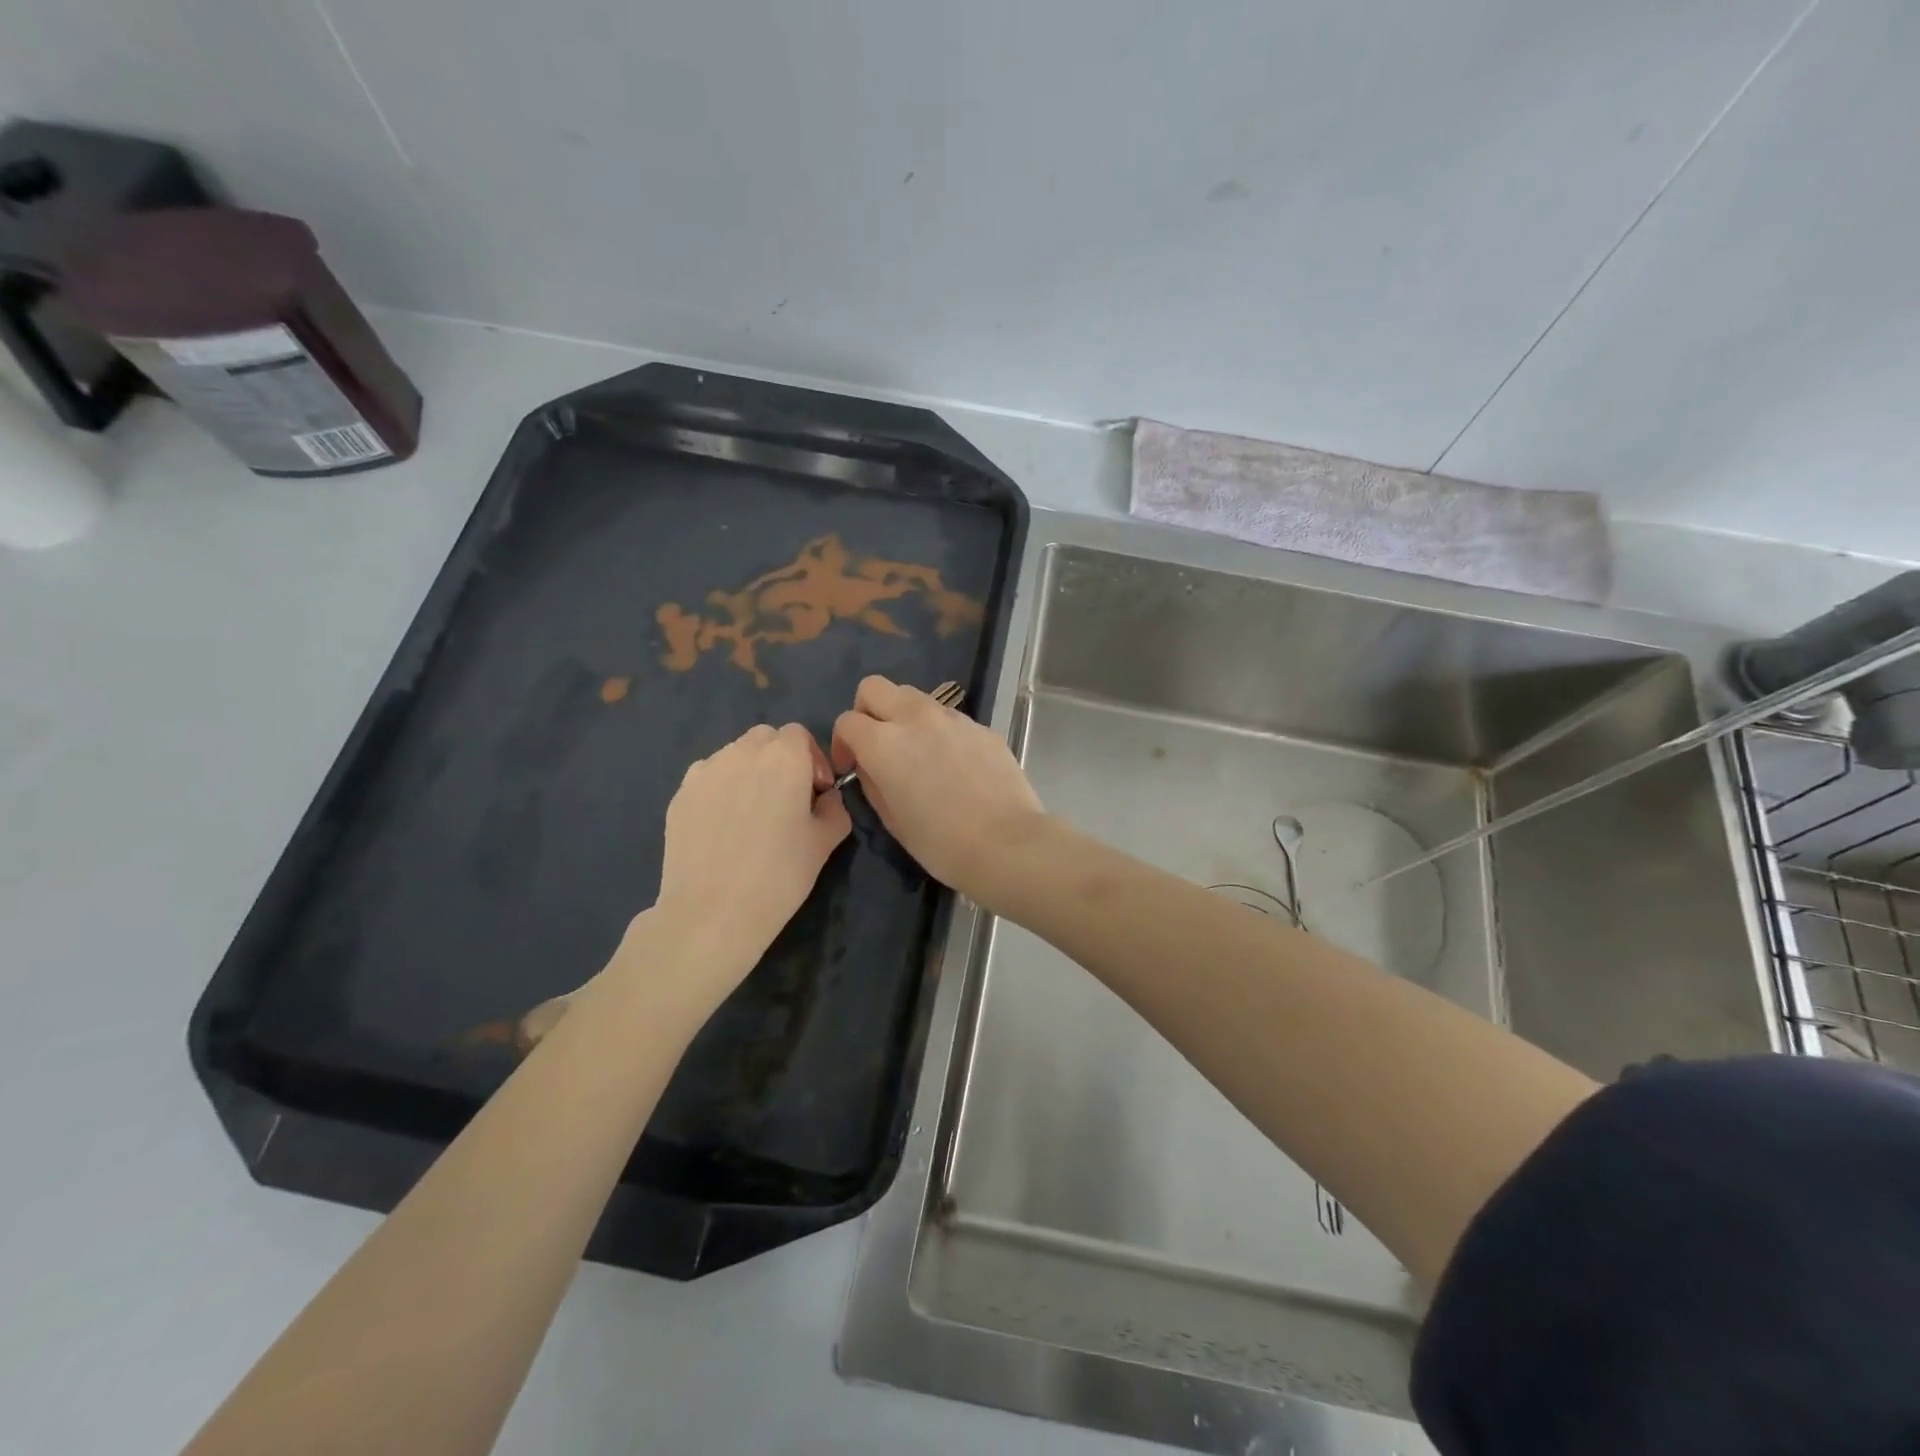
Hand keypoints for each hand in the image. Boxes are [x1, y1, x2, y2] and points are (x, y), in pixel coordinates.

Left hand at [643, 722, 850, 1003]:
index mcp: (784, 757)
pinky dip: (720, 790)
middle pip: (765, 739)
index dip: (812, 760)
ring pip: (734, 756)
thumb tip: (825, 798)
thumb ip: (835, 808)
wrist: (712, 912)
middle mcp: (742, 752)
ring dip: (748, 772)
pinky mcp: (680, 794)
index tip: (815, 793)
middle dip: (779, 759)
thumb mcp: (825, 842)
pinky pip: (708, 779)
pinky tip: (723, 828)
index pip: (799, 735)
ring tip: (751, 815)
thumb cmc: (780, 875)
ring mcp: (705, 771)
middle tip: (785, 800)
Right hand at [832, 675, 1047, 900]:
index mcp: (883, 742)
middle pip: (875, 688)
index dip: (842, 744)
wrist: (1007, 843)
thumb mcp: (892, 819)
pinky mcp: (981, 726)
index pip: (847, 721)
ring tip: (917, 753)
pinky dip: (940, 732)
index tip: (851, 768)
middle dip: (867, 710)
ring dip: (904, 717)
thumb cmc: (941, 842)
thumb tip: (872, 767)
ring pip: (914, 697)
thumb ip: (873, 783)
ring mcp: (952, 718)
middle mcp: (915, 717)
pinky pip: (949, 718)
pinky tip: (954, 766)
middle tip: (876, 744)